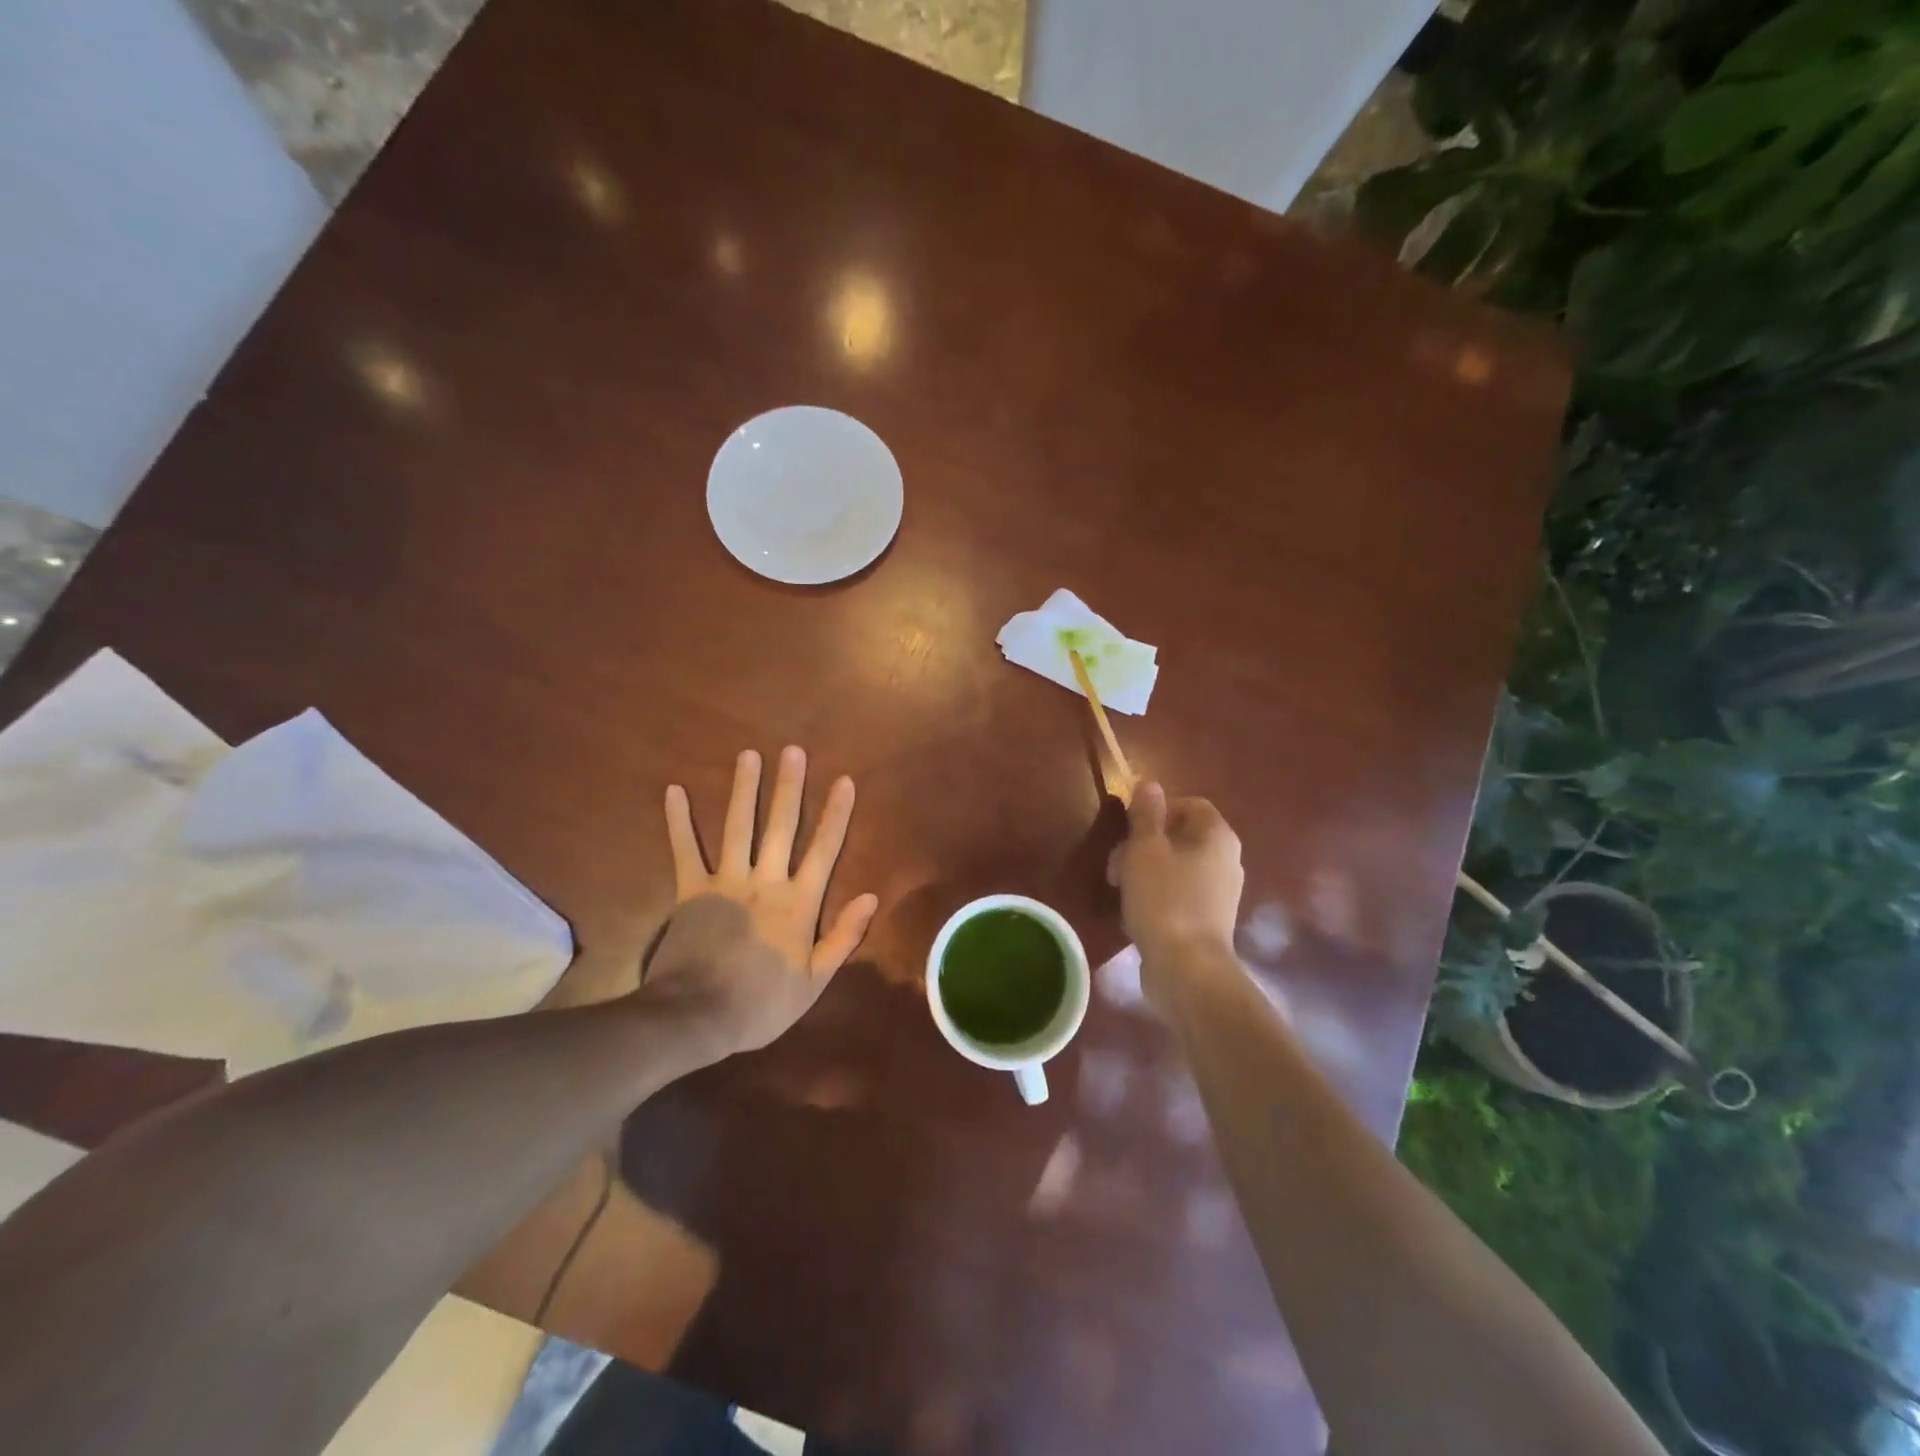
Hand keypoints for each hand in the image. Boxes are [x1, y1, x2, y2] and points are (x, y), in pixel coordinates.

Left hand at [641, 747, 879, 1060]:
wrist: (698, 1017)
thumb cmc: (762, 1004)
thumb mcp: (815, 980)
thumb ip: (843, 936)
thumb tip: (871, 896)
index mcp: (799, 903)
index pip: (824, 849)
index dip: (836, 813)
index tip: (843, 781)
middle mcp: (766, 881)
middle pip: (782, 826)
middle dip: (789, 787)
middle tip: (793, 751)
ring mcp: (726, 882)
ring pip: (739, 827)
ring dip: (745, 790)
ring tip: (749, 755)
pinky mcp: (691, 890)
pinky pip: (685, 850)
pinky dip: (679, 821)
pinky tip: (675, 791)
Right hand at [1107, 782, 1243, 999]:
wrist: (1187, 969)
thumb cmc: (1164, 899)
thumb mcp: (1145, 849)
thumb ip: (1146, 814)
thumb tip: (1149, 784)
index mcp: (1217, 836)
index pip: (1190, 804)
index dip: (1157, 810)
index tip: (1129, 828)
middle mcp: (1227, 860)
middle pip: (1181, 836)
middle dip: (1143, 844)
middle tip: (1115, 864)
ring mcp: (1220, 893)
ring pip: (1177, 867)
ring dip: (1145, 871)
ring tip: (1119, 891)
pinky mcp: (1209, 920)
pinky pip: (1180, 894)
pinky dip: (1157, 896)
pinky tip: (1135, 913)